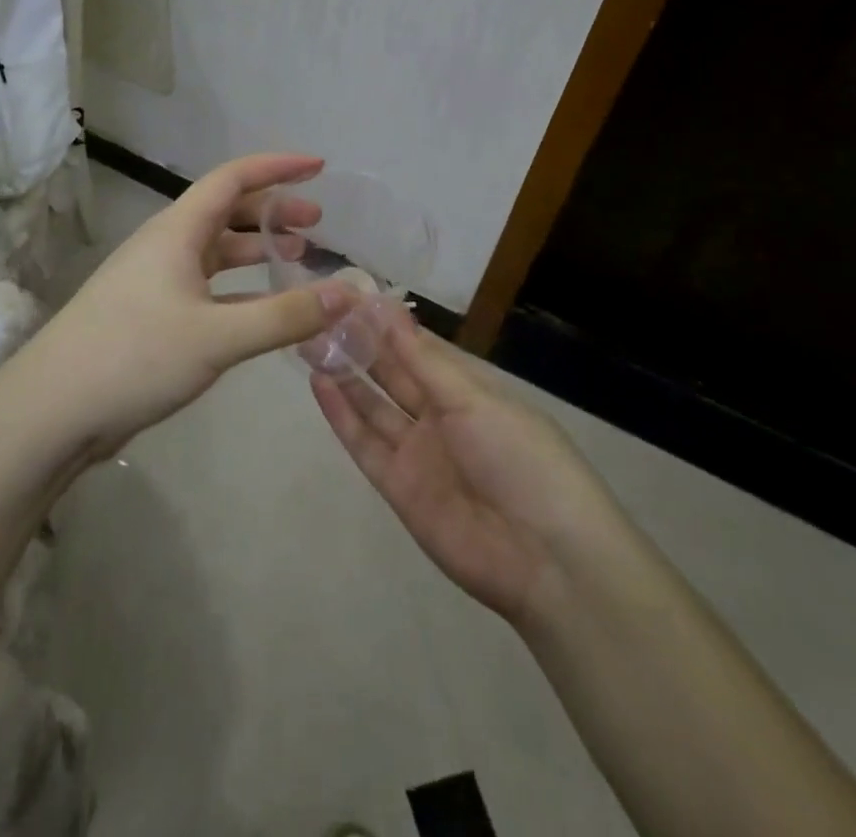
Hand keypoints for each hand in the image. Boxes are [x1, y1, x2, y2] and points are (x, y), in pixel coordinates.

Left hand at [16, 153, 353, 459]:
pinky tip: (267, 308)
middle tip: (317, 223)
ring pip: (216, 252)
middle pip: (225, 212)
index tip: (319, 168)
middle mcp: (166, 246)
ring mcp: (156, 281)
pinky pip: (208, 288)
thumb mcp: (218, 336)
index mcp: (176, 230)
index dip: (277, 168)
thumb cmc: (135, 355)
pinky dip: (241, 289)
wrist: (55, 408)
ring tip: (298, 257)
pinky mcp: (153, 315)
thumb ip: (286, 315)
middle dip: (272, 210)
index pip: (232, 178)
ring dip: (256, 249)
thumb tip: (350, 292)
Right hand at [311, 314, 623, 630]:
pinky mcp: (398, 487)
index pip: (418, 348)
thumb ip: (422, 360)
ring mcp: (418, 452)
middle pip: (392, 374)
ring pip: (373, 405)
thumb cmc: (521, 459)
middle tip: (320, 312)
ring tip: (309, 340)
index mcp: (469, 390)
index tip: (348, 294)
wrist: (547, 560)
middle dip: (359, 345)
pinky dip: (341, 414)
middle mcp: (441, 417)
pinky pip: (364, 442)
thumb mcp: (475, 400)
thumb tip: (386, 309)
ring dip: (345, 374)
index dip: (385, 323)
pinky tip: (319, 383)